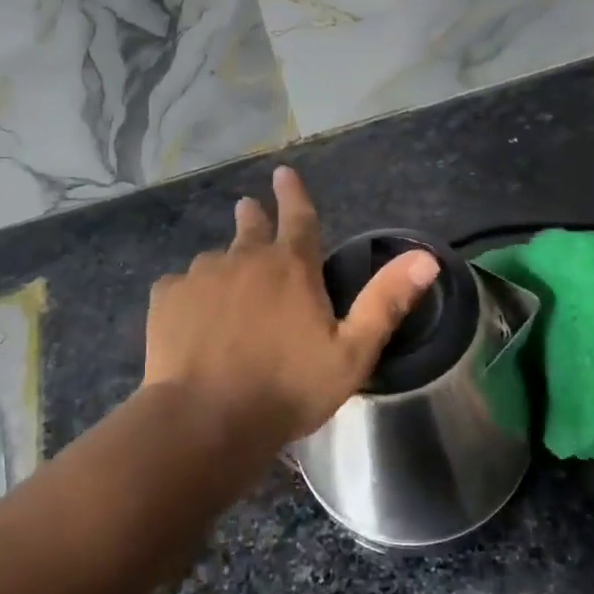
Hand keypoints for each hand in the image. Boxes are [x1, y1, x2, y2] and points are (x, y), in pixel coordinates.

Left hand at [142, 167, 439, 446]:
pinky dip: (189, 294)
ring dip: (225, 265)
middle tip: (249, 208)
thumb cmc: (288, 388)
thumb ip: (386, 302)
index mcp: (291, 267)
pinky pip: (180, 286)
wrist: (207, 420)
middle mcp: (245, 259)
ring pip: (215, 260)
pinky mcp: (167, 299)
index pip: (298, 216)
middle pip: (250, 228)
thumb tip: (426, 257)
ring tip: (225, 286)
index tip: (283, 173)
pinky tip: (191, 316)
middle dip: (253, 216)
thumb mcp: (352, 352)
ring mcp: (201, 276)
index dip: (293, 193)